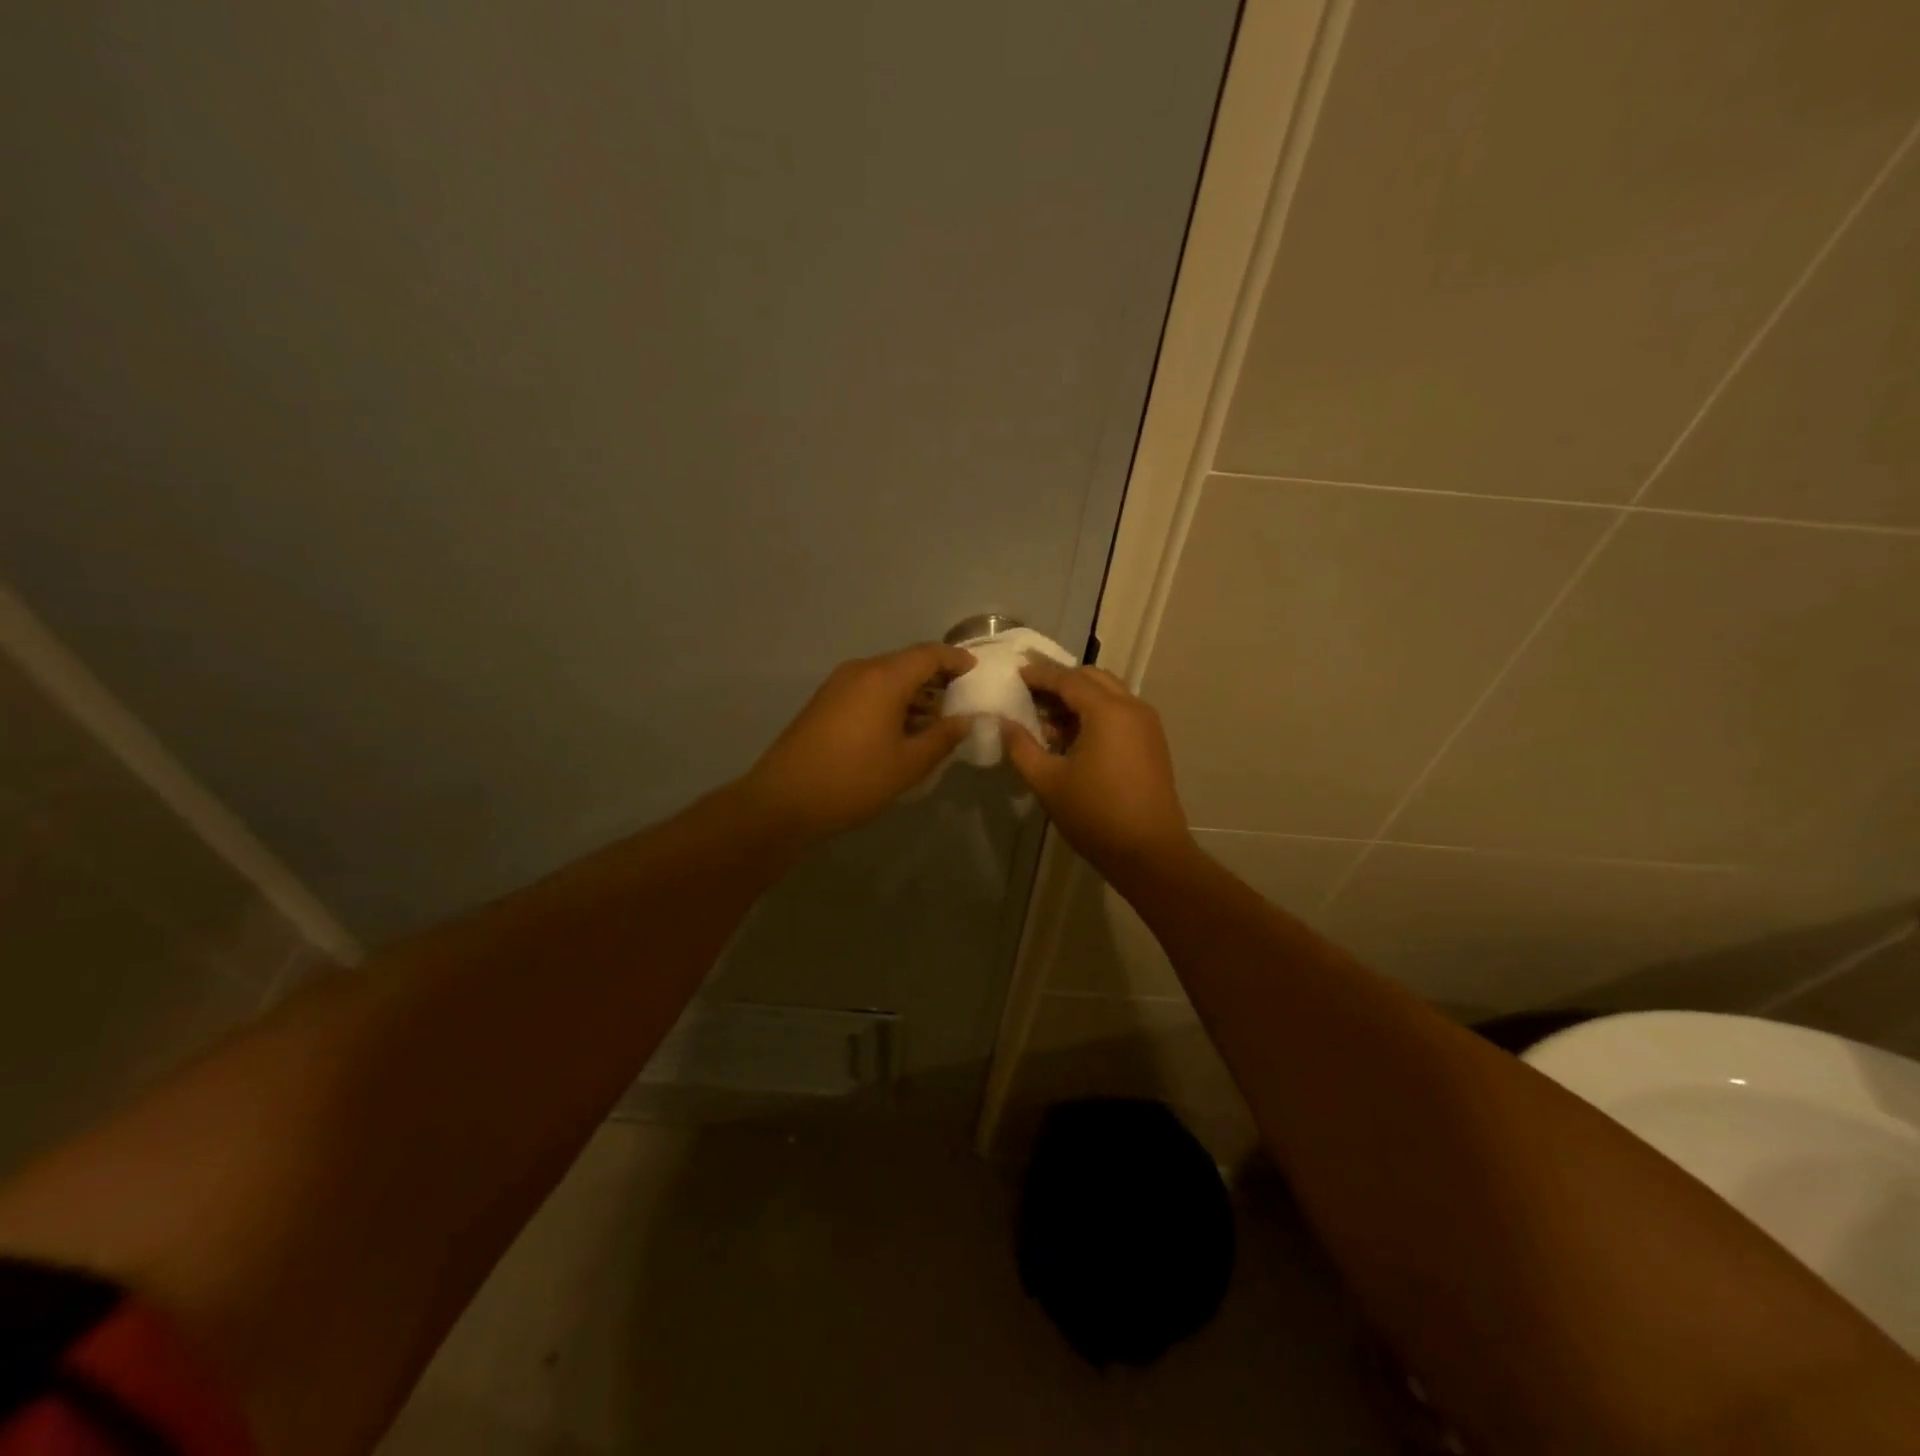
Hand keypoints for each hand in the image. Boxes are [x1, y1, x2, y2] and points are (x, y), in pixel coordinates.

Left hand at [739, 642, 976, 840]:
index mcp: (884, 678)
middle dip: (936, 677)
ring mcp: (838, 685)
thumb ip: (943, 737)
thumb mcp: (909, 763)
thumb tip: (965, 720)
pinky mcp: (824, 703)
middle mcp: (860, 671)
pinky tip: (902, 728)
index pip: (929, 654)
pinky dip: (891, 701)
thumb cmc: (854, 779)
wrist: (784, 800)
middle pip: (906, 662)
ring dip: (912, 692)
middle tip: (962, 698)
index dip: (956, 660)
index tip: (977, 671)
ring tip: (937, 719)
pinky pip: (867, 690)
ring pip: (885, 678)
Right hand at [1001, 661, 1196, 880]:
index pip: (1067, 679)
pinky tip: (1071, 736)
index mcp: (1107, 711)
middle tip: (1029, 692)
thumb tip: (1003, 723)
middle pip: (1092, 679)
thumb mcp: (1048, 781)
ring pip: (1108, 693)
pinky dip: (1094, 712)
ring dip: (1078, 697)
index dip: (1039, 674)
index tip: (1014, 672)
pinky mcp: (1151, 742)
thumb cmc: (1095, 815)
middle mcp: (1132, 707)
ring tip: (1046, 717)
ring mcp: (1147, 724)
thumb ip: (1021, 747)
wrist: (1150, 853)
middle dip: (1060, 681)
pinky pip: (1119, 712)